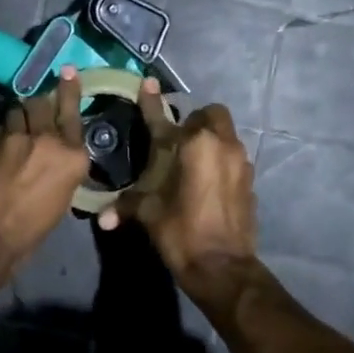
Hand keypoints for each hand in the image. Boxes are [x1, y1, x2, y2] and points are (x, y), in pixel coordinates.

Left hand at [0, 66, 89, 310]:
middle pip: (42, 103)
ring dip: (19, 115)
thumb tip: (54, 157)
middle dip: (39, 103)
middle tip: (37, 107)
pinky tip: (2, 139)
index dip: (69, 89)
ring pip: (18, 110)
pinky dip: (3, 129)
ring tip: (17, 124)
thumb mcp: (60, 200)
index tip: (68, 71)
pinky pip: (0, 126)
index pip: (72, 112)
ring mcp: (15, 137)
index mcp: (73, 157)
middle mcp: (47, 139)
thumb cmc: (29, 231)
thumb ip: (61, 169)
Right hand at [97, 80, 257, 302]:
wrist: (223, 268)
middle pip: (211, 115)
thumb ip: (127, 206)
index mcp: (193, 146)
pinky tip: (209, 182)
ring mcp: (241, 163)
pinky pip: (235, 159)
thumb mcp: (149, 215)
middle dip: (196, 121)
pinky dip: (222, 162)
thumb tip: (103, 218)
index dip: (152, 102)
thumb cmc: (182, 233)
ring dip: (211, 140)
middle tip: (178, 140)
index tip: (147, 84)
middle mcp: (222, 145)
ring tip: (193, 161)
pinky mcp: (250, 182)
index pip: (165, 118)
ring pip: (227, 136)